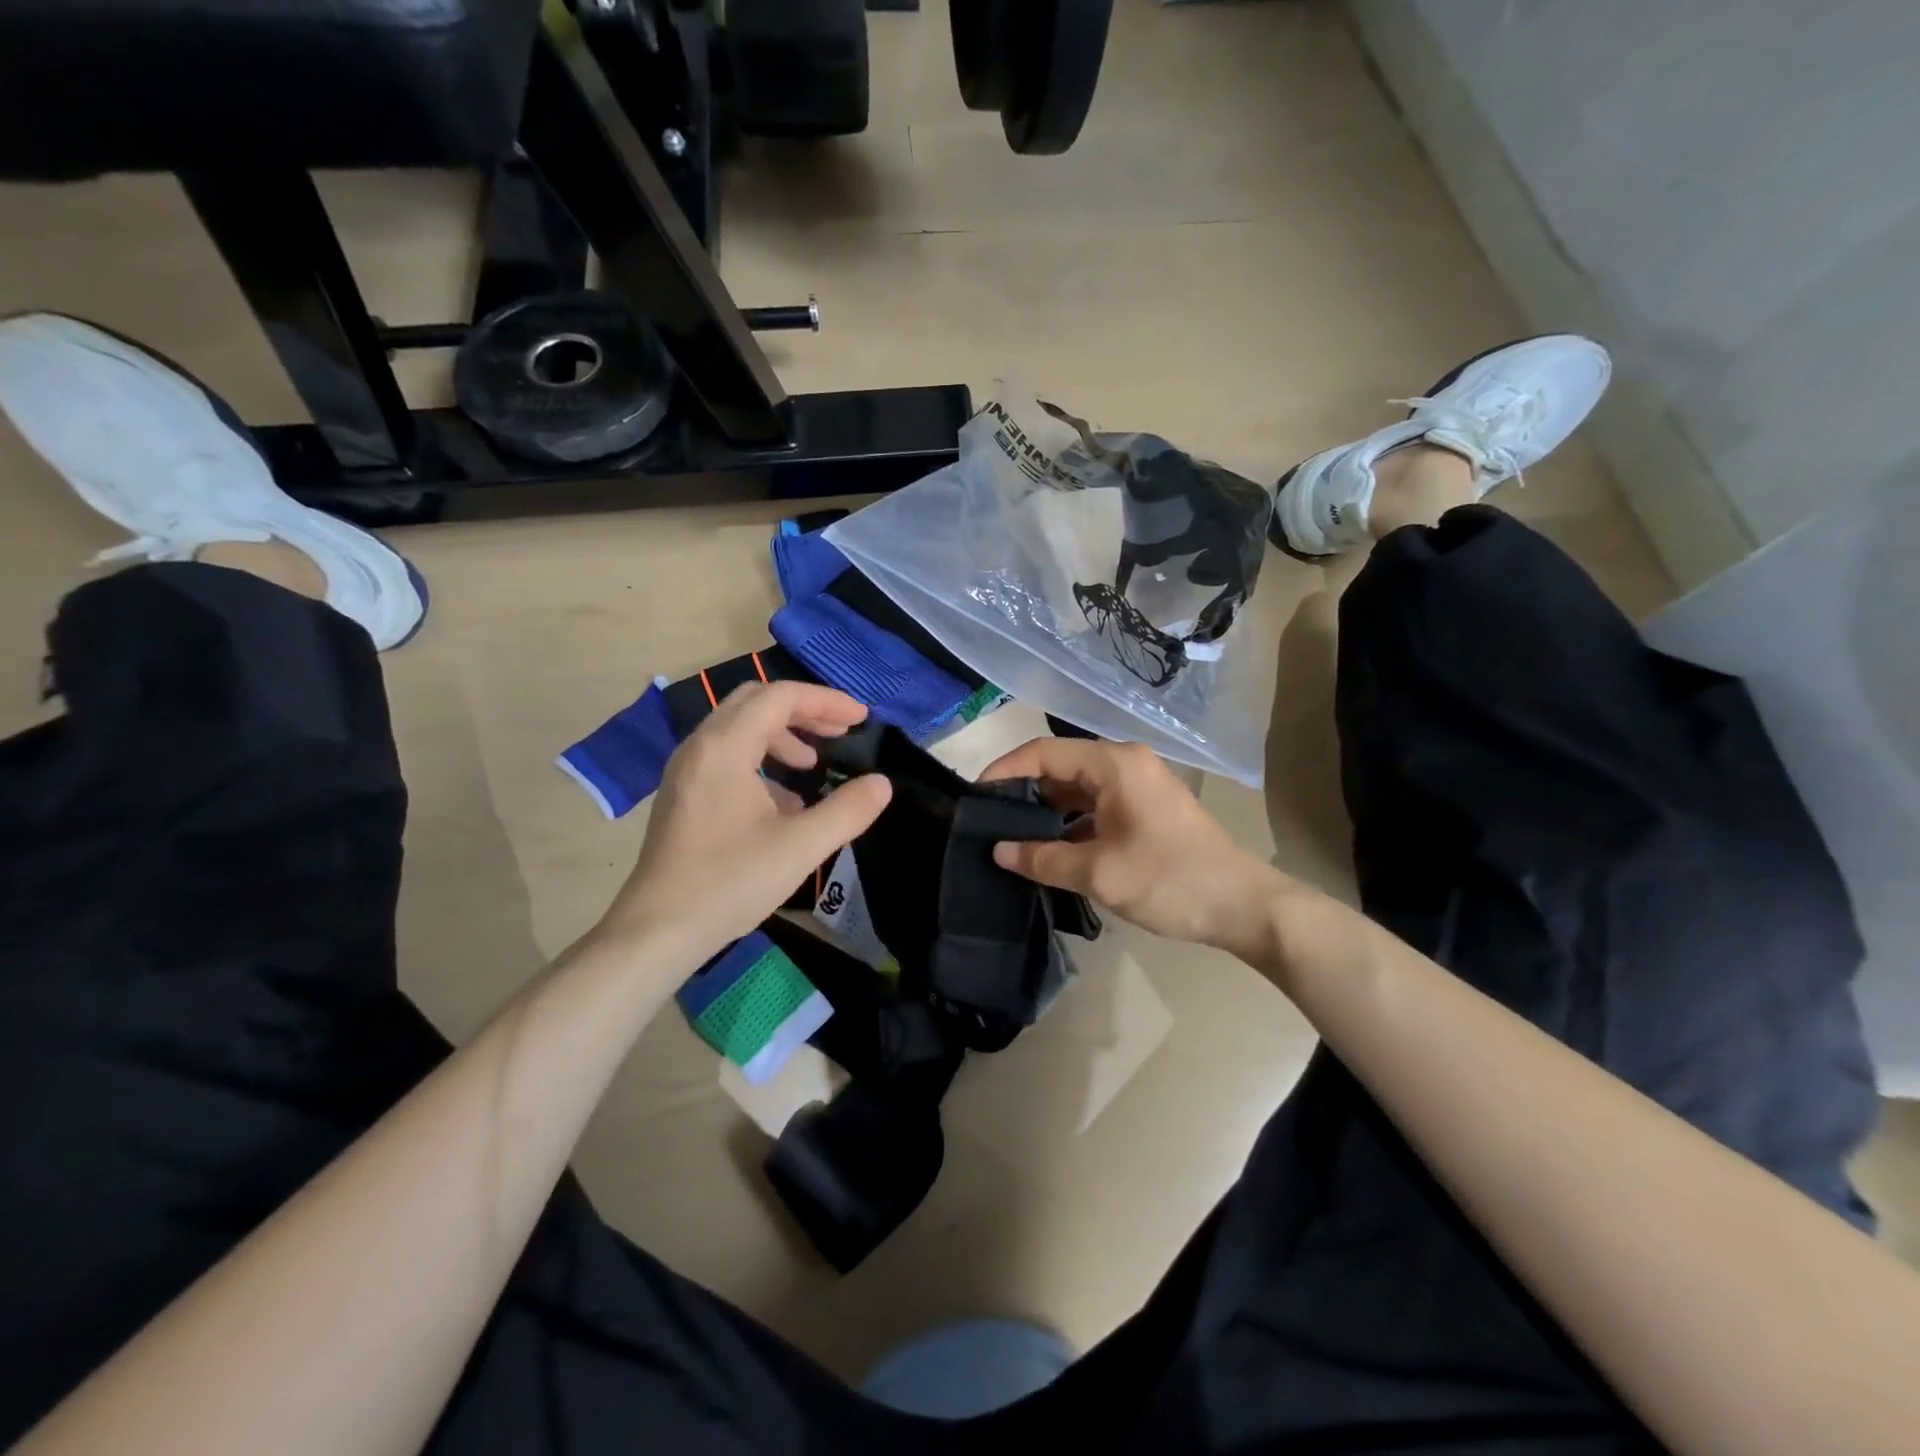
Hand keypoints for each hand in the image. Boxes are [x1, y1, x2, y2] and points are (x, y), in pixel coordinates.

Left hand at [599, 682, 891, 962]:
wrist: (658, 930)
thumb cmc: (729, 882)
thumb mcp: (800, 847)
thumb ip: (847, 811)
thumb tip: (881, 784)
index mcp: (725, 748)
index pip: (780, 697)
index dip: (826, 701)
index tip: (861, 720)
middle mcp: (700, 747)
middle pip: (756, 702)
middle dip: (803, 711)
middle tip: (840, 732)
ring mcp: (686, 770)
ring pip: (739, 728)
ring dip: (782, 735)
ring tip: (813, 764)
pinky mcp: (683, 794)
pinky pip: (727, 755)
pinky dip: (761, 760)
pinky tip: (784, 802)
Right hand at [980, 738, 1289, 960]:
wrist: (1243, 906)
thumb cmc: (1168, 880)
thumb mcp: (1097, 872)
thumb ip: (1042, 858)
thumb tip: (999, 850)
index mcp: (1114, 765)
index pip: (1044, 753)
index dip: (1005, 770)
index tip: (975, 795)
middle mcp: (1125, 764)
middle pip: (1061, 767)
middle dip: (1024, 792)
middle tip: (989, 821)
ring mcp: (1139, 786)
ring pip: (1078, 789)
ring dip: (1048, 811)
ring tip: (1012, 838)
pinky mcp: (1147, 810)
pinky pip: (1098, 806)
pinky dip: (1072, 823)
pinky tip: (1051, 850)